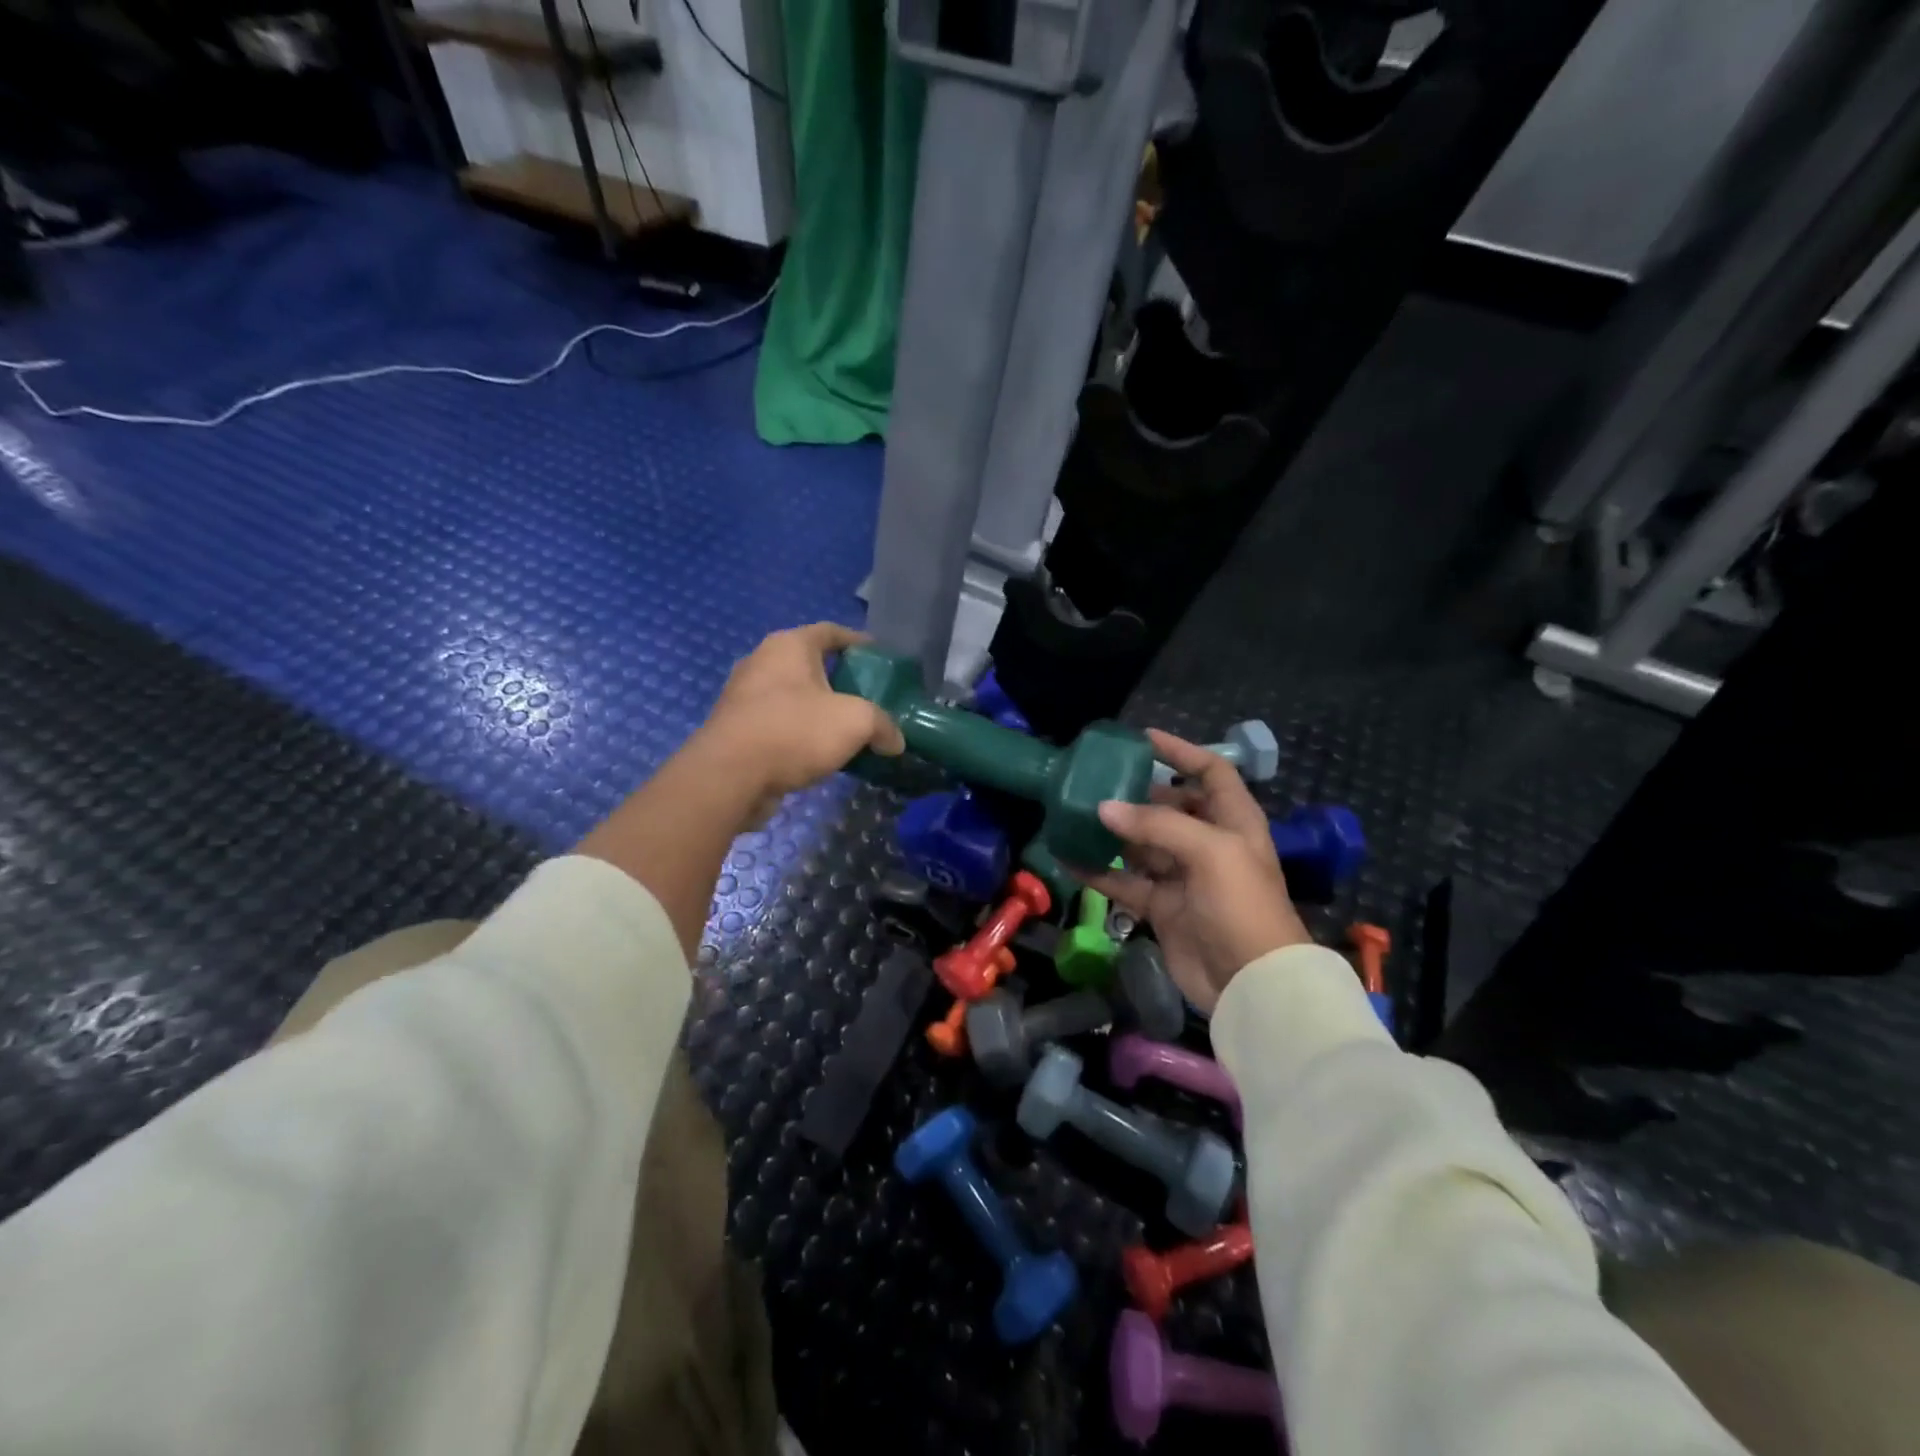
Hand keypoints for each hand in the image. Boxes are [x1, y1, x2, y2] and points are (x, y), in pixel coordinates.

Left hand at [687, 623, 904, 821]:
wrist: (729, 776)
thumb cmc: (794, 731)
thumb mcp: (856, 722)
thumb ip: (883, 725)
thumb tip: (895, 741)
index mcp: (789, 645)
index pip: (831, 631)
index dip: (859, 642)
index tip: (881, 658)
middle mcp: (762, 662)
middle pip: (810, 664)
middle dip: (840, 680)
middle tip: (869, 699)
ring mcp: (743, 697)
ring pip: (792, 696)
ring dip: (818, 711)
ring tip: (847, 730)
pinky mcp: (735, 730)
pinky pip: (778, 724)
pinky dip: (799, 733)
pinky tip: (819, 754)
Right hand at [1078, 730, 1309, 1014]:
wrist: (1252, 984)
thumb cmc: (1241, 905)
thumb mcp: (1209, 852)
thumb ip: (1156, 826)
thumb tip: (1103, 808)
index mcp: (1233, 821)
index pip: (1210, 772)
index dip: (1181, 751)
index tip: (1142, 739)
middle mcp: (1209, 843)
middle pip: (1170, 806)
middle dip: (1137, 793)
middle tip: (1097, 780)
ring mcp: (1184, 877)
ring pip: (1142, 844)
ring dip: (1112, 831)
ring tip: (1075, 813)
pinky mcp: (1163, 908)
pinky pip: (1125, 881)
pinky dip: (1099, 871)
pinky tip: (1069, 858)